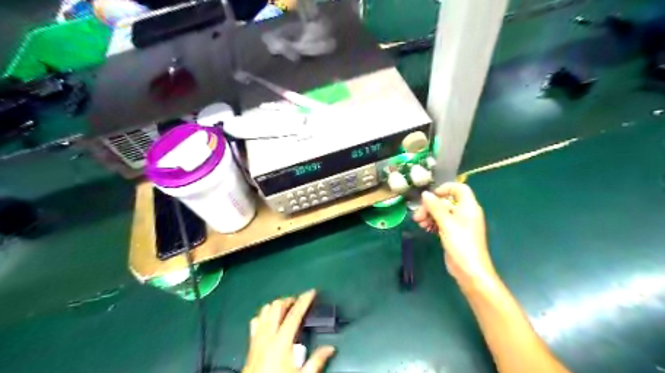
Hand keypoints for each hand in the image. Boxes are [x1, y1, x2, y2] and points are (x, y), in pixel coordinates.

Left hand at [242, 289, 335, 372]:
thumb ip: (316, 360)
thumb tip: (331, 348)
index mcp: (281, 341)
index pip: (294, 314)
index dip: (304, 300)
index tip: (312, 292)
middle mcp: (267, 335)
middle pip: (277, 307)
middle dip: (289, 300)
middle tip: (300, 302)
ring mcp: (257, 338)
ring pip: (265, 310)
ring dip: (276, 305)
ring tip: (287, 308)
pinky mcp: (251, 343)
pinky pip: (255, 321)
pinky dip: (264, 315)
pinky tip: (270, 319)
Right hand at [414, 182, 494, 289]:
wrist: (469, 270)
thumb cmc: (460, 243)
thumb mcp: (446, 223)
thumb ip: (435, 207)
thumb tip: (425, 194)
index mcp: (469, 207)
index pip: (459, 188)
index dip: (445, 189)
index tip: (431, 196)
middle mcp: (465, 213)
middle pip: (446, 201)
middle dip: (431, 206)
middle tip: (418, 215)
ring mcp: (459, 224)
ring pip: (442, 212)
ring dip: (429, 215)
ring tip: (419, 223)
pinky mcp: (454, 233)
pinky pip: (442, 222)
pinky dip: (433, 223)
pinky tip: (424, 228)